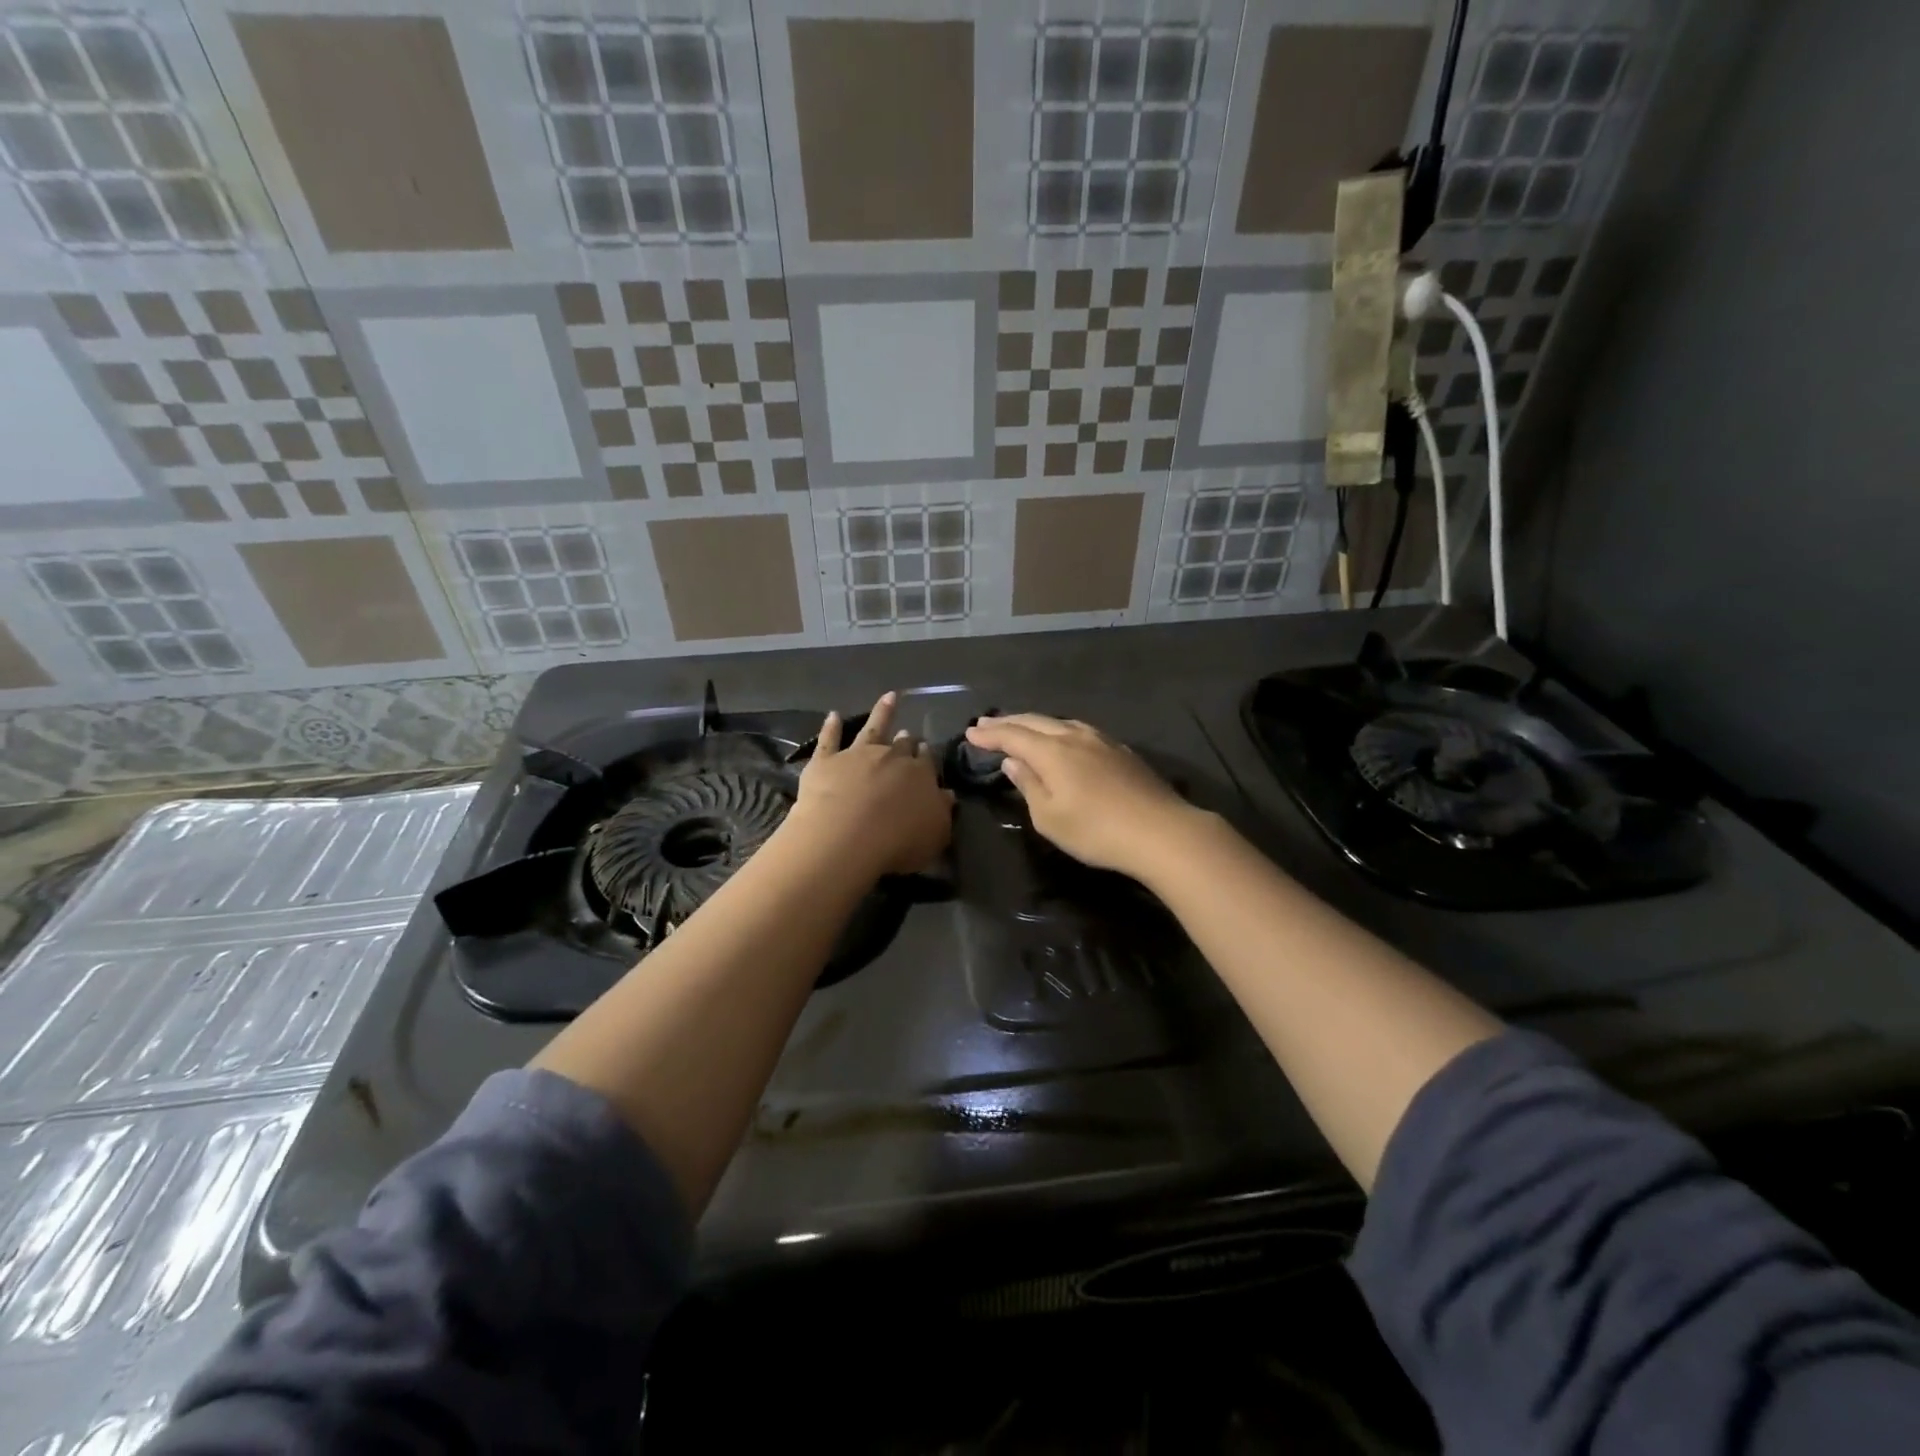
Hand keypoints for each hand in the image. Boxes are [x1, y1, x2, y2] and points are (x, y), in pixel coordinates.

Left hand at [784, 692, 952, 877]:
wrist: (848, 836)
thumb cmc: (898, 841)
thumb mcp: (935, 834)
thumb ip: (941, 812)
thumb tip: (946, 794)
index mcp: (920, 774)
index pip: (926, 761)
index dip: (926, 756)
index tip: (925, 750)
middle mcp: (891, 758)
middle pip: (901, 745)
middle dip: (906, 740)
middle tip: (908, 734)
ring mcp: (857, 755)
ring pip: (872, 729)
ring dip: (881, 713)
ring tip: (889, 698)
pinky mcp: (826, 762)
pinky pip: (829, 739)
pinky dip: (832, 726)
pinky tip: (833, 715)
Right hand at [964, 714, 1201, 878]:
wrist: (1161, 831)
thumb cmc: (1096, 831)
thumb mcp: (1049, 817)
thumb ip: (1028, 785)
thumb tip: (1012, 762)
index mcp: (1052, 752)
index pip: (1012, 736)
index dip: (990, 734)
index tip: (970, 732)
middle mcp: (1074, 737)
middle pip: (1035, 722)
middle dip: (1008, 722)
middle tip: (986, 724)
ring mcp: (1101, 741)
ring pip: (1060, 722)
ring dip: (1034, 723)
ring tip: (1020, 727)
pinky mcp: (1121, 751)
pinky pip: (1079, 730)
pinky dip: (1059, 730)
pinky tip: (1062, 737)